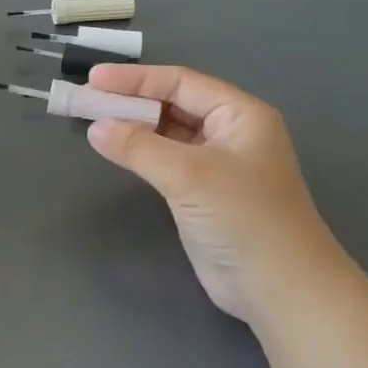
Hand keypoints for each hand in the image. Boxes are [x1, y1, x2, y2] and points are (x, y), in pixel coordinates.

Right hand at [84, 63, 345, 330]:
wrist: (280, 289)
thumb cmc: (243, 218)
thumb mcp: (189, 174)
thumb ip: (139, 147)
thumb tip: (95, 128)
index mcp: (239, 114)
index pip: (180, 83)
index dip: (135, 78)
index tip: (93, 79)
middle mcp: (230, 132)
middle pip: (173, 104)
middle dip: (130, 100)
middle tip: (86, 99)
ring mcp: (217, 165)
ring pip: (168, 133)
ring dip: (133, 126)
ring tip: (92, 121)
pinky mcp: (204, 194)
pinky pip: (166, 160)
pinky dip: (140, 153)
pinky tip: (116, 151)